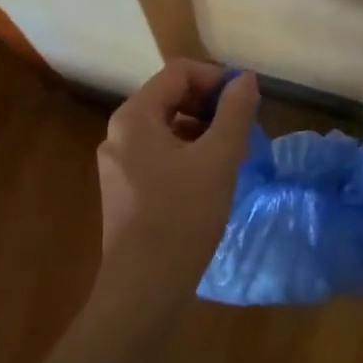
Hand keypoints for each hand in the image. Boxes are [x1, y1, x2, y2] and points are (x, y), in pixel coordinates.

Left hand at [95, 60, 258, 305]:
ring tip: (231, 154)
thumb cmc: (182, 216)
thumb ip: (234, 112)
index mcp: (134, 116)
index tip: (245, 101)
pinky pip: (158, 153)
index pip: (178, 72)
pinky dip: (186, 153)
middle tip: (242, 128)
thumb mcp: (218, 159)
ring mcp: (117, 163)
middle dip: (209, 105)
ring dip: (201, 130)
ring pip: (166, 126)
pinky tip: (209, 179)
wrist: (143, 289)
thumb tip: (245, 79)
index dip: (216, 78)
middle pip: (170, 96)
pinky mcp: (123, 189)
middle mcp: (119, 132)